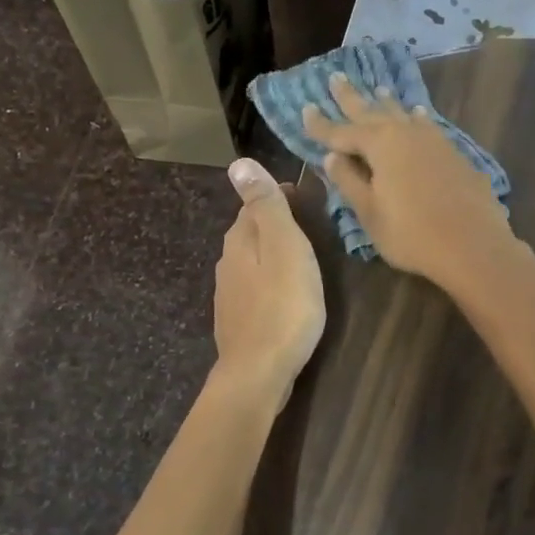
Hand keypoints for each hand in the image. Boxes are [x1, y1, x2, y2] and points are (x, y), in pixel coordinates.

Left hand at [212, 158, 325, 409]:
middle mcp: (227, 263)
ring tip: (299, 258)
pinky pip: (253, 288)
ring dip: (271, 254)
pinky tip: (283, 294)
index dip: (278, 196)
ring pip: (251, 261)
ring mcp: (229, 294)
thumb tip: (239, 163)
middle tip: (307, 225)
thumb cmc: (284, 306)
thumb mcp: (283, 247)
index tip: (304, 196)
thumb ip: (265, 206)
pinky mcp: (237, 321)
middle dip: (273, 224)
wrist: (259, 371)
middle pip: (250, 233)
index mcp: (239, 241)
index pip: (254, 204)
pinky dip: (268, 281)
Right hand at [303, 73, 516, 292]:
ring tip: (377, 89)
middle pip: (372, 112)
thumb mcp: (370, 213)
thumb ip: (349, 182)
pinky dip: (416, 118)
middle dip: (352, 98)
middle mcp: (406, 133)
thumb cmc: (412, 234)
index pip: (341, 132)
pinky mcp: (454, 153)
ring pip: (403, 114)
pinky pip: (426, 125)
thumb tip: (331, 157)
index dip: (321, 124)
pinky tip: (418, 115)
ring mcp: (434, 141)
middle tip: (336, 77)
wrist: (473, 245)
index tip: (305, 109)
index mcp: (380, 145)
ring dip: (386, 103)